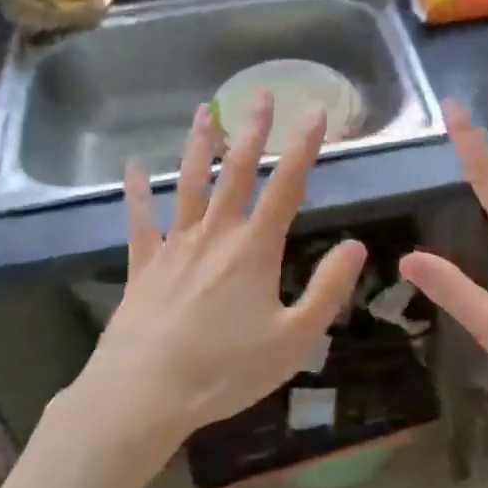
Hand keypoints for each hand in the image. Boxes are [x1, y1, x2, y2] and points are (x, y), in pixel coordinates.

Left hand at [81, 94, 365, 444]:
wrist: (143, 393)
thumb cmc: (225, 371)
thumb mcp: (294, 339)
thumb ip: (328, 289)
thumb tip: (356, 245)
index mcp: (254, 249)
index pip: (286, 186)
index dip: (303, 147)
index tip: (315, 112)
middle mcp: (215, 234)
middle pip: (236, 172)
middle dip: (252, 131)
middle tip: (261, 94)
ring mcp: (175, 246)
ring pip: (189, 184)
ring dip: (199, 146)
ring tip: (204, 111)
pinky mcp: (143, 266)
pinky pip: (141, 221)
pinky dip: (136, 193)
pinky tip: (132, 168)